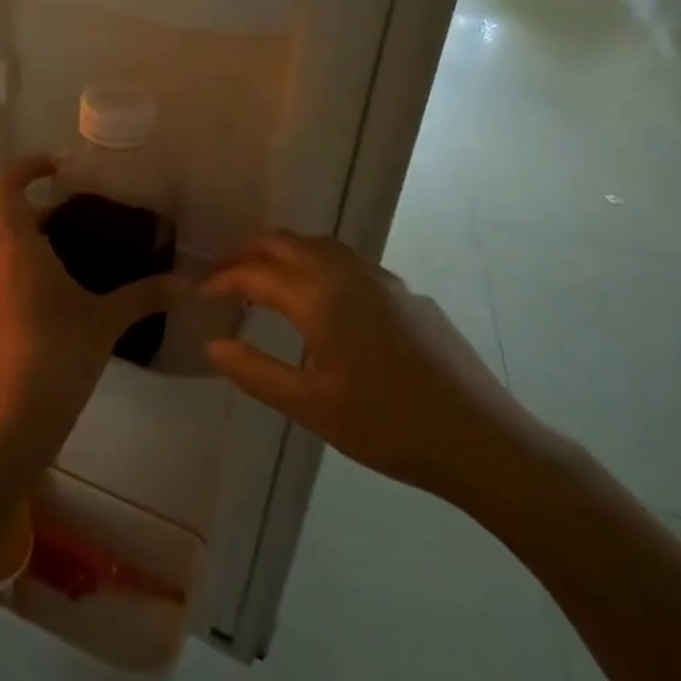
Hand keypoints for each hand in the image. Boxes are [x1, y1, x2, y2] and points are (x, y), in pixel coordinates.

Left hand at [0, 155, 176, 469]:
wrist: (12, 422)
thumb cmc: (60, 355)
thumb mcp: (107, 321)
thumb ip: (147, 296)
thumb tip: (191, 283)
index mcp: (19, 250)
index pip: (6, 188)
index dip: (25, 168)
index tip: (54, 168)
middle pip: (2, 221)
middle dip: (32, 213)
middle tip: (68, 222)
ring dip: (24, 252)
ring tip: (62, 269)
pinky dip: (16, 287)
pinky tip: (45, 317)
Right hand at [201, 232, 559, 509]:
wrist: (480, 438)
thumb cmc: (387, 426)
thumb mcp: (310, 406)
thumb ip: (255, 373)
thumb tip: (212, 345)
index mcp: (319, 296)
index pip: (254, 273)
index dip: (221, 280)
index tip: (199, 294)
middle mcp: (347, 273)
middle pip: (284, 243)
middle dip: (248, 253)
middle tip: (223, 276)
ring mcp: (381, 279)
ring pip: (319, 245)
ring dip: (283, 254)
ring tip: (264, 282)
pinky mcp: (405, 293)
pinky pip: (347, 262)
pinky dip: (316, 265)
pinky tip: (321, 302)